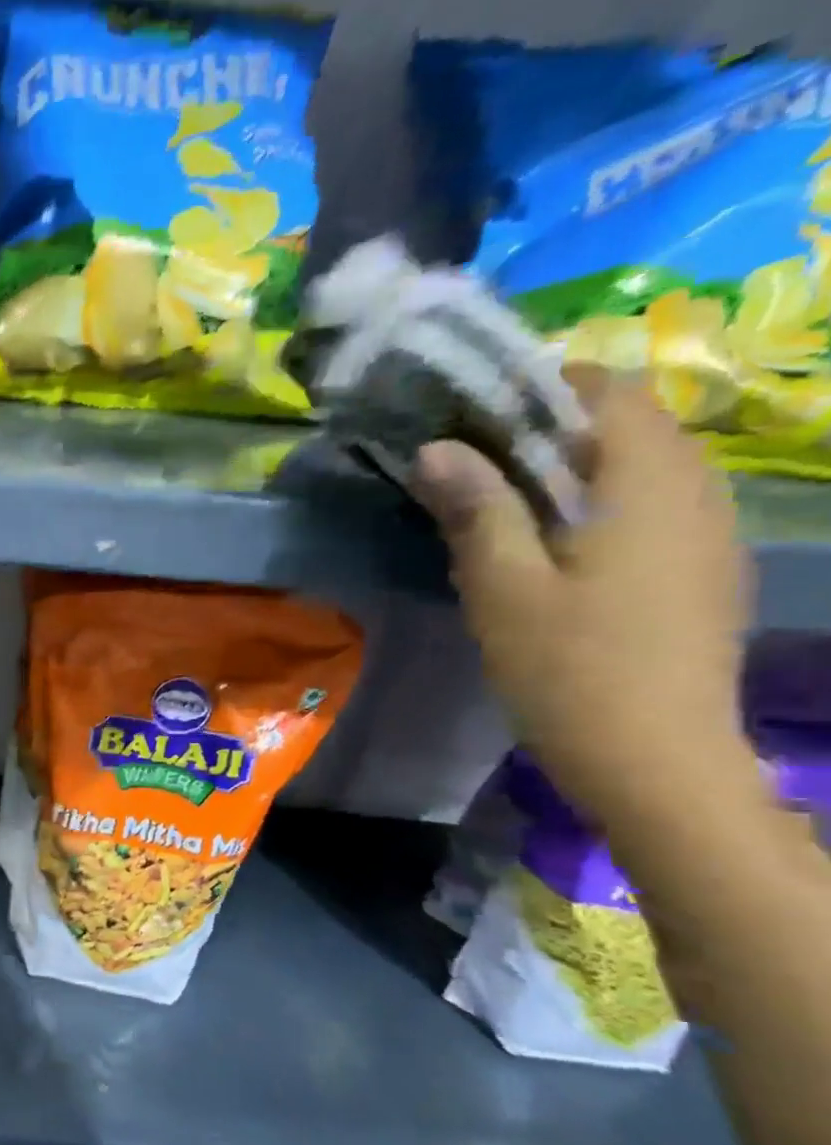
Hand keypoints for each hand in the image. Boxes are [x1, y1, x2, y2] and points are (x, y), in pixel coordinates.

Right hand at [413, 366, 757, 834]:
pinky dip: (602, 502)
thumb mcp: (503, 586)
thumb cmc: (568, 666)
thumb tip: (437, 448)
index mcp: (647, 485)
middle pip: (631, 425)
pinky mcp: (702, 571)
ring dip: (576, 465)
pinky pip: (654, 507)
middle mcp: (695, 493)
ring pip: (645, 467)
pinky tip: (555, 545)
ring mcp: (708, 534)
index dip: (541, 387)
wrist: (655, 756)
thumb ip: (476, 509)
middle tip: (473, 458)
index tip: (472, 409)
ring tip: (503, 499)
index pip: (608, 393)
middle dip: (551, 427)